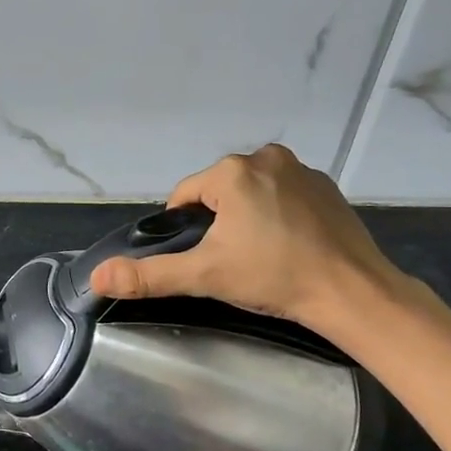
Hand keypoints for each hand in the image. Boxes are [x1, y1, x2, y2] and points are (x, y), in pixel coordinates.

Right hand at [88, 144, 403, 336]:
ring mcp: (301, 170)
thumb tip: (96, 276)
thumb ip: (149, 275)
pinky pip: (283, 195)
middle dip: (217, 222)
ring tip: (262, 256)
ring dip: (247, 216)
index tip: (203, 259)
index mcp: (232, 171)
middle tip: (233, 261)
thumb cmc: (273, 277)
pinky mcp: (327, 187)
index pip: (185, 196)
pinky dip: (278, 214)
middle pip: (218, 191)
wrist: (353, 293)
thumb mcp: (204, 276)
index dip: (186, 230)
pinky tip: (289, 246)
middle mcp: (266, 157)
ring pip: (251, 192)